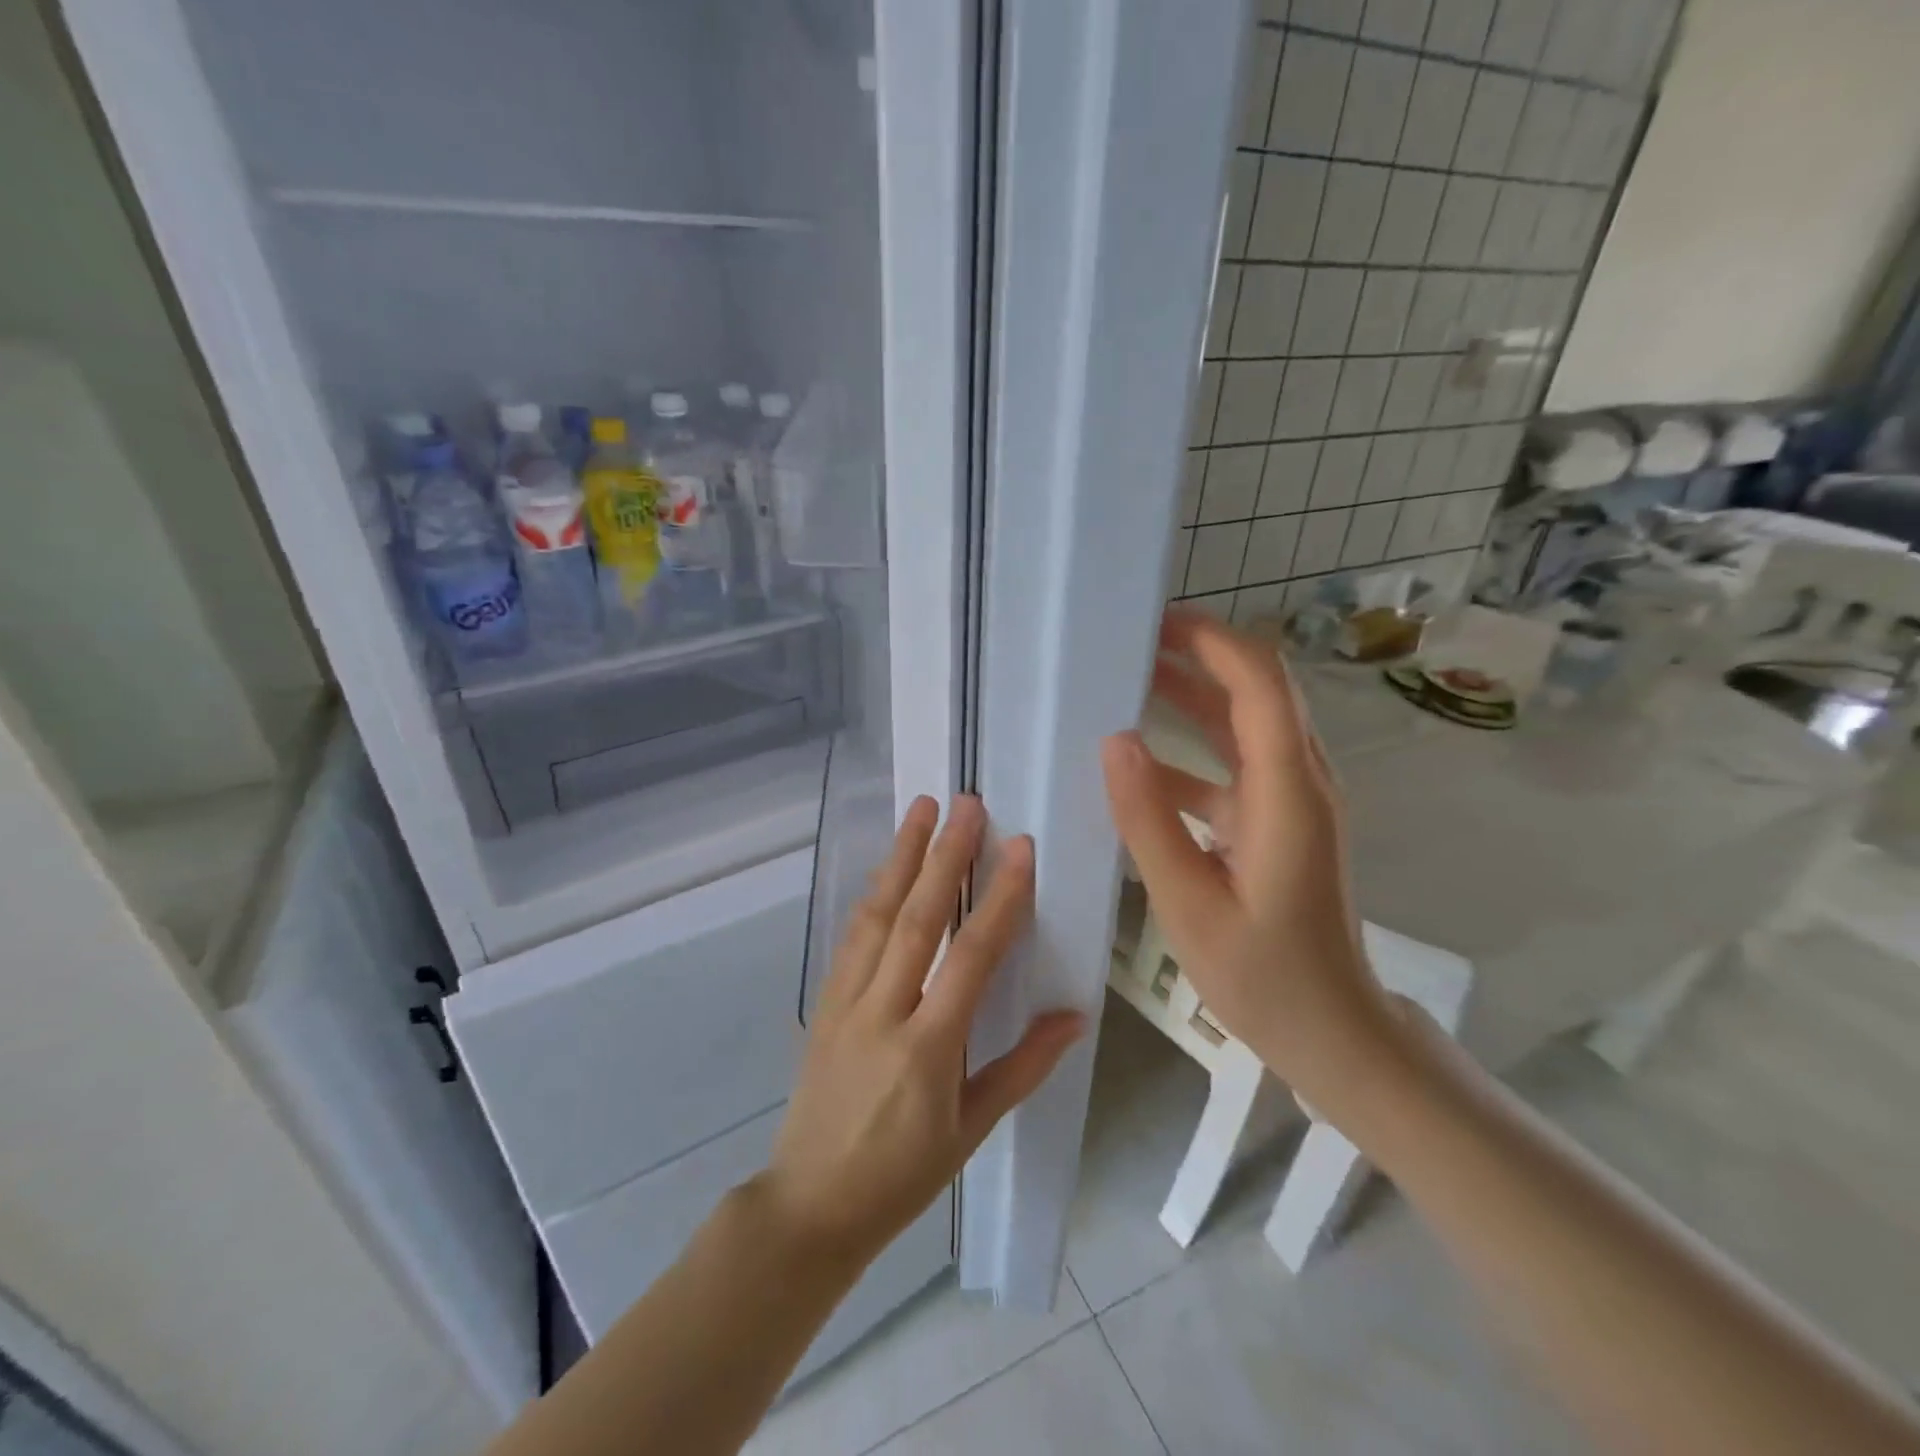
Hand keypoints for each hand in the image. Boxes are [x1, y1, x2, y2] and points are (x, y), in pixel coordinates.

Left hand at [760, 795, 1084, 1265]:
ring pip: (876, 916)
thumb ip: (1022, 1067)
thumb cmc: (902, 1176)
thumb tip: (1074, 1015)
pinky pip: (852, 937)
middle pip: (917, 920)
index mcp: (927, 1050)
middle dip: (944, 857)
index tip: (1018, 849)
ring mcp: (845, 1003)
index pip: (970, 959)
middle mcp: (882, 1013)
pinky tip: (886, 867)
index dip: (998, 900)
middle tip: (967, 804)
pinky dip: (873, 895)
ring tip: (922, 810)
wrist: (810, 1205)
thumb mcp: (971, 1130)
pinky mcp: (822, 1002)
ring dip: (901, 858)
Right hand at [1100, 611, 1395, 1109]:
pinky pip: (1232, 769)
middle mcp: (1300, 783)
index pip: (1260, 685)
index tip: (1155, 623)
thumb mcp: (1191, 905)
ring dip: (1191, 698)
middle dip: (1198, 656)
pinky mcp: (1278, 825)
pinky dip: (1188, 754)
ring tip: (1125, 684)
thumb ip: (1150, 821)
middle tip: (1128, 643)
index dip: (1213, 642)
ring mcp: (1291, 804)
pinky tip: (1138, 766)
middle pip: (1256, 692)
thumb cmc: (1265, 978)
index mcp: (1288, 793)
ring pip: (1243, 727)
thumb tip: (1115, 740)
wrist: (1334, 1033)